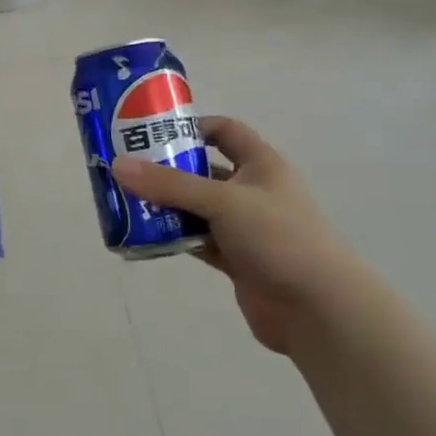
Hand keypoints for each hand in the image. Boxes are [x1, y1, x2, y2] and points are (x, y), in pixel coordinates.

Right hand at [112, 117, 374, 352]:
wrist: (318, 309)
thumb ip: (170, 185)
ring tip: (126, 201)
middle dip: (168, 170)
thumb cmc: (278, 237)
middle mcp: (252, 191)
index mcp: (261, 165)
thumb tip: (117, 166)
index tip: (153, 131)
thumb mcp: (223, 201)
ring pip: (197, 208)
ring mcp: (245, 227)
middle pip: (203, 171)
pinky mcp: (236, 259)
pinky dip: (175, 237)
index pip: (225, 131)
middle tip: (126, 168)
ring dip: (167, 206)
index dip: (192, 127)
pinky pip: (198, 240)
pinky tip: (145, 236)